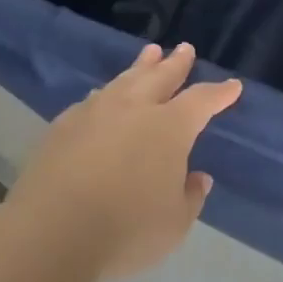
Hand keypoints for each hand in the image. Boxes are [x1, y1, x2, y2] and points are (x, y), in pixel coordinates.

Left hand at [6, 43, 241, 278]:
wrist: (50, 233)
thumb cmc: (126, 230)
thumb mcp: (174, 223)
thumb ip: (190, 197)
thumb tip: (198, 178)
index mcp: (170, 128)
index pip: (202, 101)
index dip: (219, 93)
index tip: (232, 86)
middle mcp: (134, 109)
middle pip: (161, 77)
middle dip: (176, 63)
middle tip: (184, 48)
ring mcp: (95, 114)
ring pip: (124, 81)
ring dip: (140, 67)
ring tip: (149, 55)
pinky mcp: (62, 127)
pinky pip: (92, 100)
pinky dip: (106, 94)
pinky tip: (102, 96)